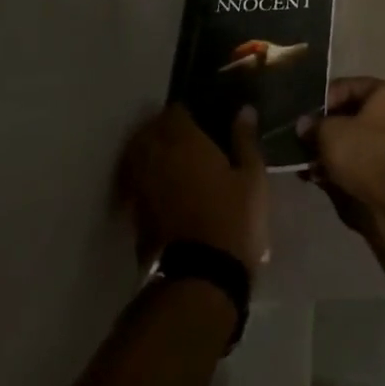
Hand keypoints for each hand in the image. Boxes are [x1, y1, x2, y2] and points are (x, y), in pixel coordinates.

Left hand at [121, 105, 267, 275]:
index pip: (174, 112)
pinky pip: (133, 181)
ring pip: (135, 156)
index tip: (197, 117)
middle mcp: (156, 157)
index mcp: (185, 142)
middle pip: (148, 131)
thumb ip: (245, 140)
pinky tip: (157, 184)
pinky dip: (141, 176)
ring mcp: (142, 185)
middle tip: (179, 134)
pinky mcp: (135, 212)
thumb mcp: (251, 176)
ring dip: (146, 150)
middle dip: (160, 128)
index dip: (184, 112)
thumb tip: (244, 110)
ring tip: (164, 156)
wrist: (202, 275)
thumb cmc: (233, 218)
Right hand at [299, 77, 384, 246]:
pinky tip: (322, 182)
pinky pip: (363, 166)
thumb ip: (314, 126)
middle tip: (301, 146)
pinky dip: (344, 172)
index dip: (321, 100)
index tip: (301, 118)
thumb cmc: (368, 153)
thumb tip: (304, 125)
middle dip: (324, 133)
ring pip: (355, 145)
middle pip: (351, 118)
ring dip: (331, 155)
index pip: (347, 87)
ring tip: (307, 169)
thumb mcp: (331, 133)